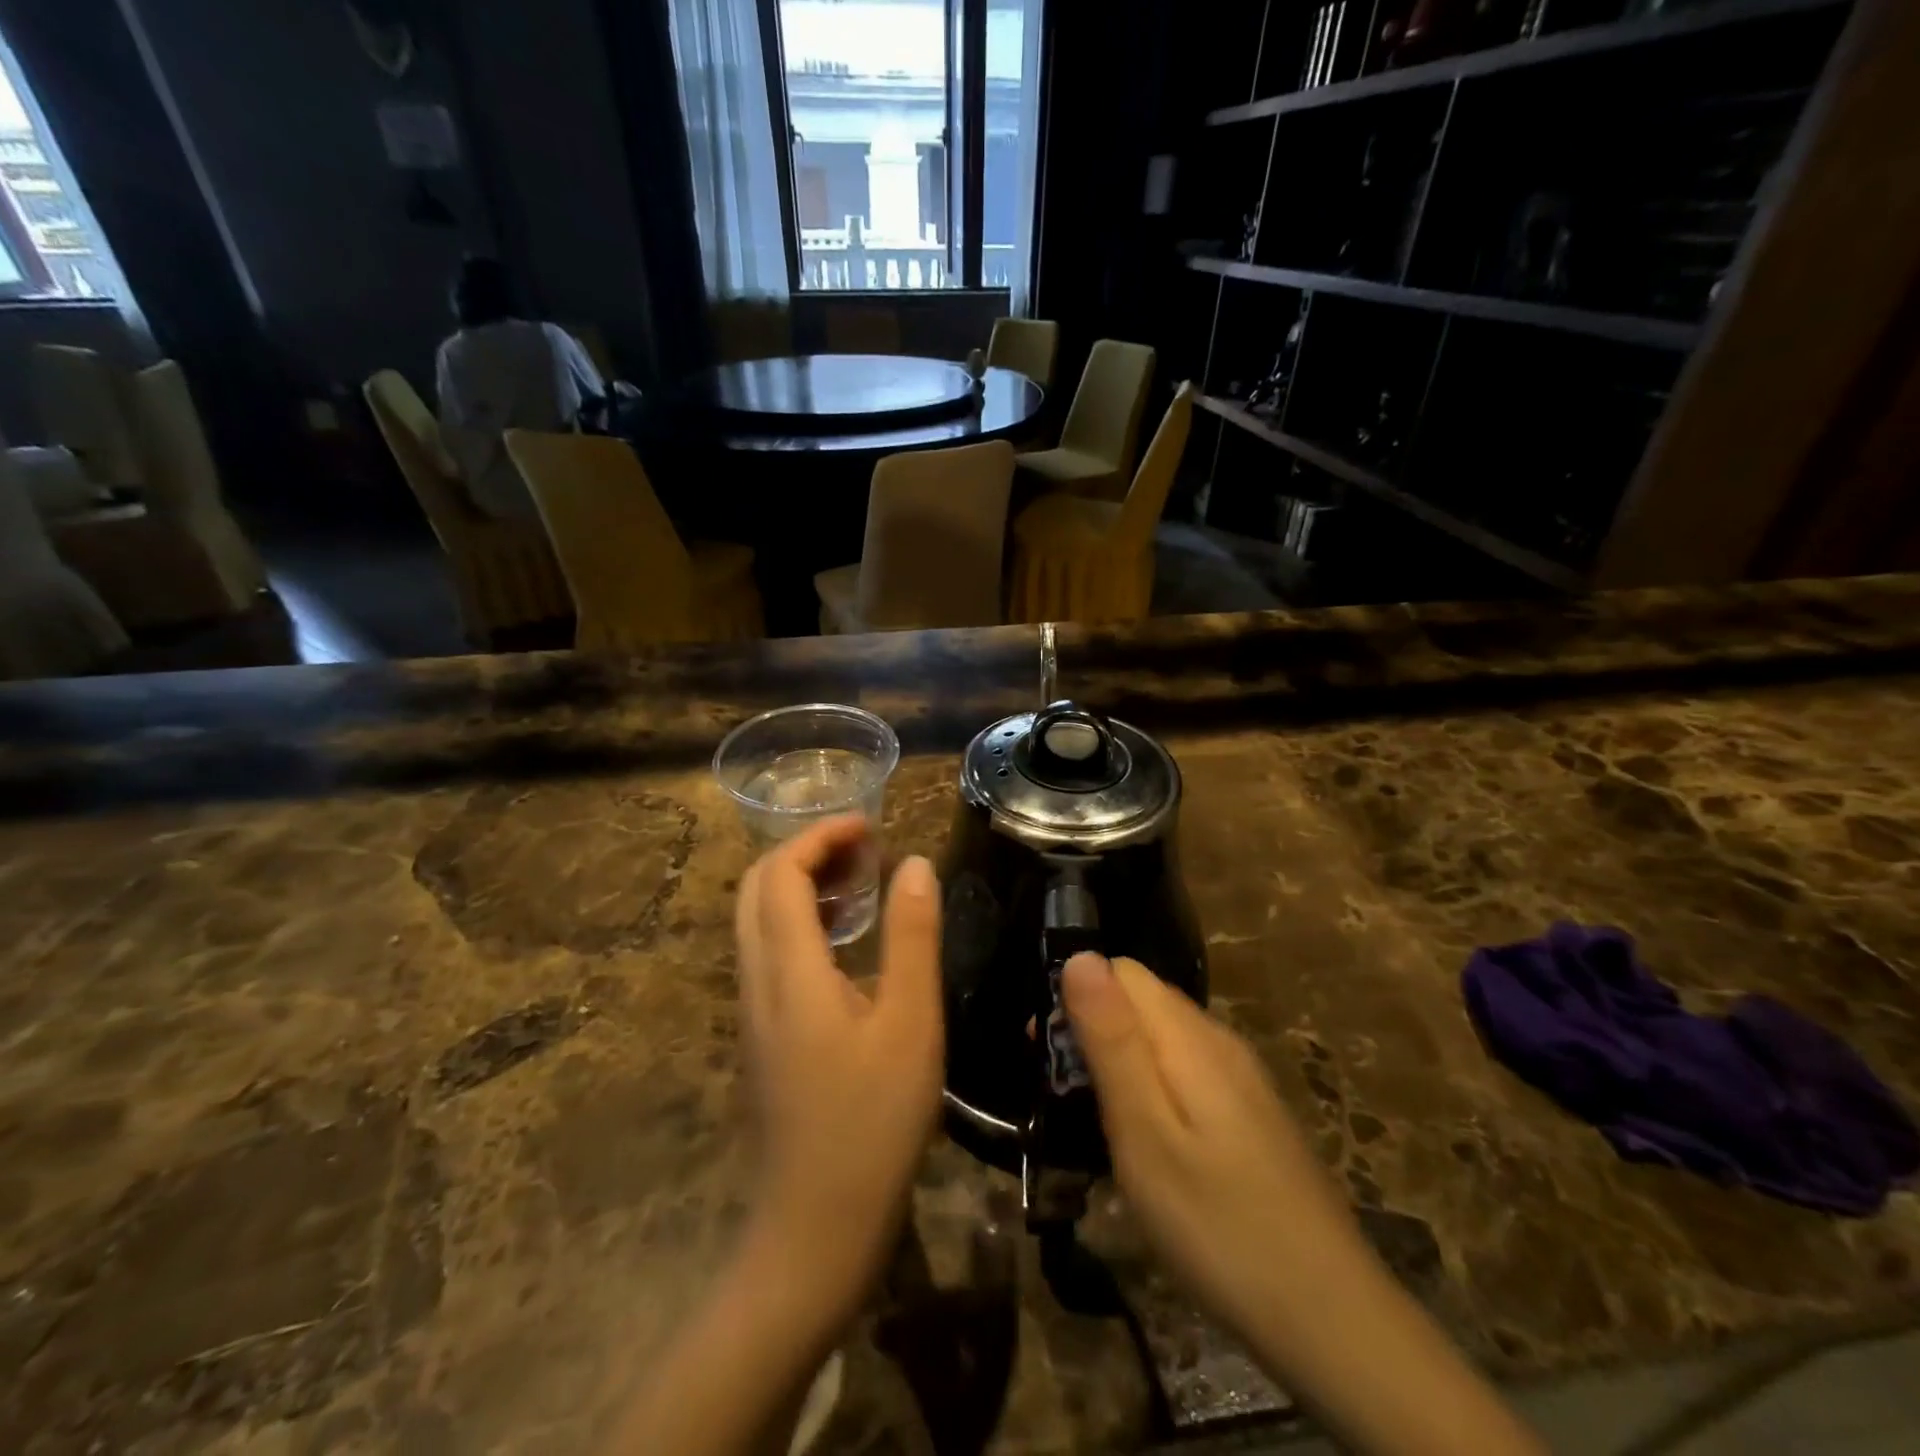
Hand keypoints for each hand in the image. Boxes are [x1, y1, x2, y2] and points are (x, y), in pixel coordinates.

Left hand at [735, 815, 943, 1323]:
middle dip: (805, 852)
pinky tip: (844, 942)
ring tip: (860, 882)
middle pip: (756, 888)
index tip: (868, 826)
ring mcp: (753, 1011)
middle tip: (864, 849)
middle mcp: (757, 981)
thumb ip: (912, 936)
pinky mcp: (762, 1035)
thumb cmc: (872, 1123)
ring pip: (758, 921)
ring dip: (800, 885)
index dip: (819, 836)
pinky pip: (768, 953)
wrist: (814, 1229)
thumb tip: (913, 863)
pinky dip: (800, 922)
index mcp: (788, 971)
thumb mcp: (911, 1023)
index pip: (780, 873)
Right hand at [1059, 953, 1354, 1343]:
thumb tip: (1080, 955)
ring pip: (1161, 1037)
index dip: (1074, 995)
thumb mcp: (1145, 1132)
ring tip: (1091, 1123)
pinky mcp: (1250, 1115)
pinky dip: (1149, 1089)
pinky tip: (1143, 1144)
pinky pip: (1184, 1072)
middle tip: (1059, 1096)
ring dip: (1117, 1062)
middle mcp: (1219, 1041)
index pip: (1121, 970)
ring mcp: (1241, 1079)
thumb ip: (1112, 1039)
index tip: (1044, 1052)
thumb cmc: (1218, 1224)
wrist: (1333, 1322)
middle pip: (1141, 1000)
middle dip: (1091, 1030)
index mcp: (1191, 1036)